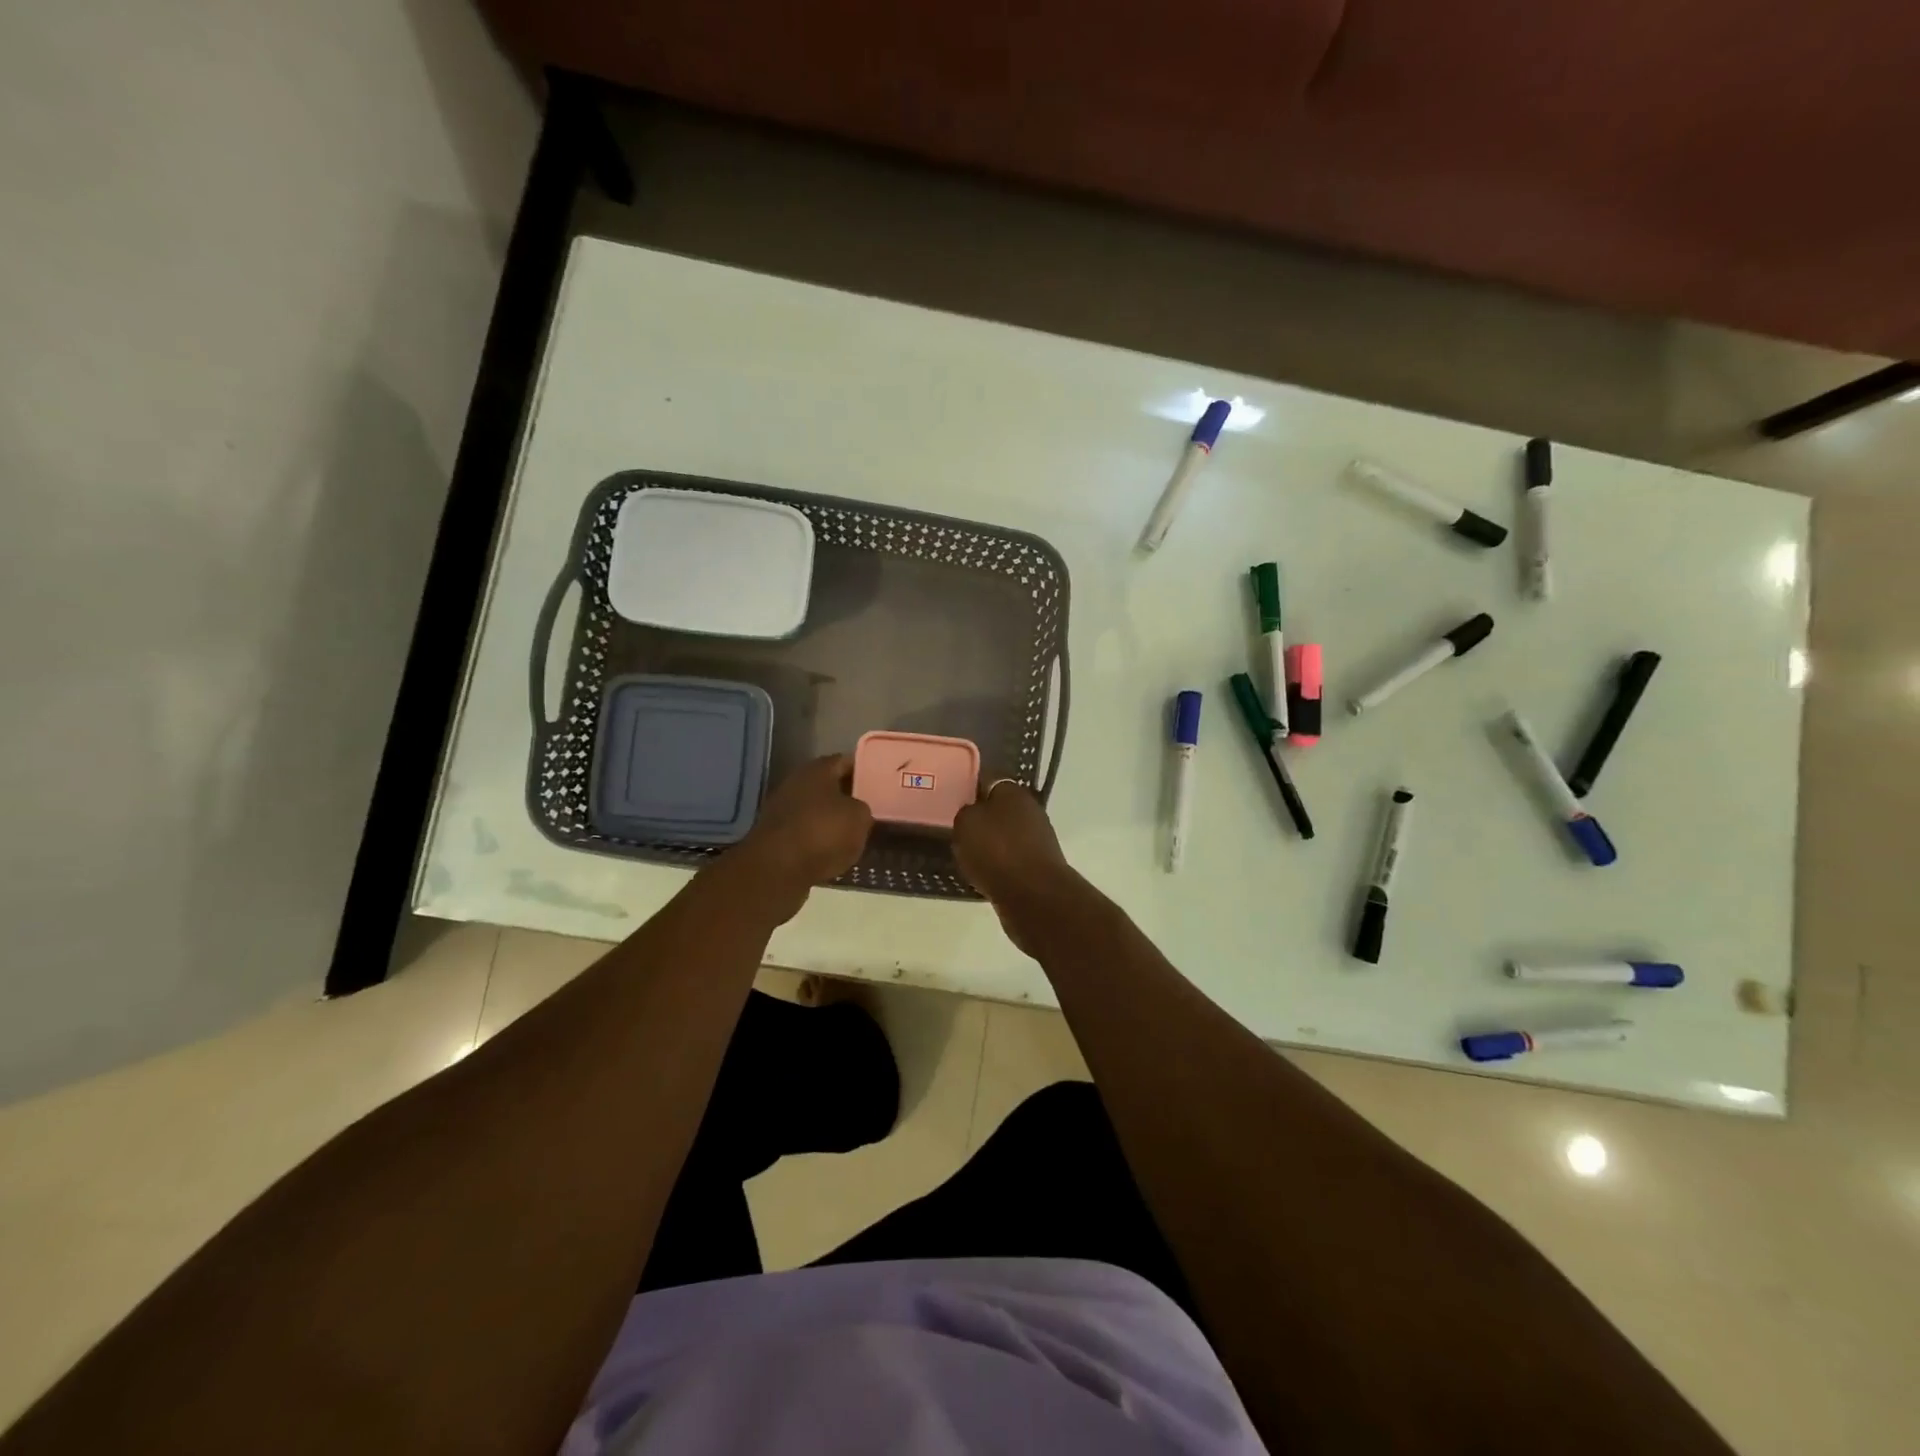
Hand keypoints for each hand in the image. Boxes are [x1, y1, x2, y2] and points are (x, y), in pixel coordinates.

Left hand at [727, 754, 872, 919]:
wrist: (777, 869)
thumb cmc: (823, 833)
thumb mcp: (859, 818)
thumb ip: (863, 809)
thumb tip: (856, 811)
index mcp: (817, 769)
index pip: (846, 762)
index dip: (864, 771)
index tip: (879, 782)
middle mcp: (796, 783)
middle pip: (829, 786)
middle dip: (848, 797)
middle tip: (870, 809)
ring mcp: (782, 809)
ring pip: (816, 810)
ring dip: (832, 820)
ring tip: (855, 834)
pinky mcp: (775, 836)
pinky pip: (805, 833)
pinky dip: (818, 840)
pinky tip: (833, 853)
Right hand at [952, 781, 1082, 953]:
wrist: (1033, 895)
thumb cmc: (996, 851)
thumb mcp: (966, 823)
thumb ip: (966, 812)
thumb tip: (973, 812)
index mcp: (1014, 792)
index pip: (989, 781)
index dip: (971, 789)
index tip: (955, 801)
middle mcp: (1030, 810)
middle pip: (999, 809)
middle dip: (982, 818)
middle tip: (958, 829)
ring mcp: (1038, 839)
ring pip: (1006, 835)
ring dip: (990, 844)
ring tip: (967, 855)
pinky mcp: (1039, 866)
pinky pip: (1011, 859)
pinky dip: (999, 865)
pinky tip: (983, 875)